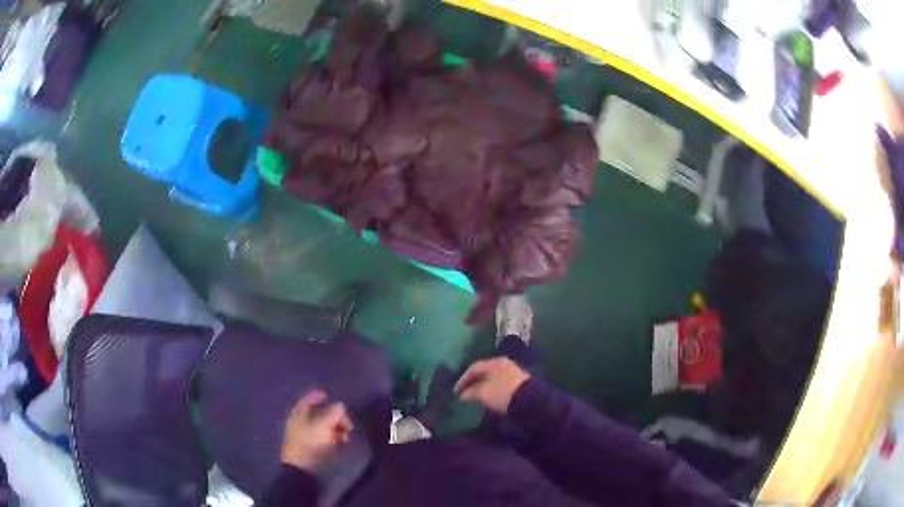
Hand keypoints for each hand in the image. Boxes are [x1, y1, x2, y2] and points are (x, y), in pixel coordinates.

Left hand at [281, 391, 352, 472]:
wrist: (303, 468)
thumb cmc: (311, 443)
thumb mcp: (325, 426)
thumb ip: (334, 413)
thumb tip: (340, 405)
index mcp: (299, 413)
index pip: (308, 400)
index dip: (317, 396)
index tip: (328, 395)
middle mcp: (300, 422)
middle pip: (318, 413)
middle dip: (334, 416)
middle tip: (347, 422)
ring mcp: (305, 435)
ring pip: (322, 426)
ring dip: (336, 428)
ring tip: (346, 435)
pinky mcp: (311, 447)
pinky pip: (323, 437)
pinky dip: (332, 437)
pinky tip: (341, 442)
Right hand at [454, 358, 530, 413]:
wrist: (529, 400)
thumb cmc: (503, 393)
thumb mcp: (483, 393)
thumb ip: (471, 392)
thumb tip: (463, 395)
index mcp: (494, 362)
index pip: (474, 367)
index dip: (463, 379)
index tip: (456, 391)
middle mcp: (503, 364)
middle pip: (484, 371)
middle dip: (473, 382)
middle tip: (464, 392)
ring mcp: (513, 372)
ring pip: (492, 378)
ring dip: (483, 386)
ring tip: (475, 396)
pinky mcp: (519, 382)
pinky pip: (500, 383)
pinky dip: (492, 389)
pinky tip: (489, 397)